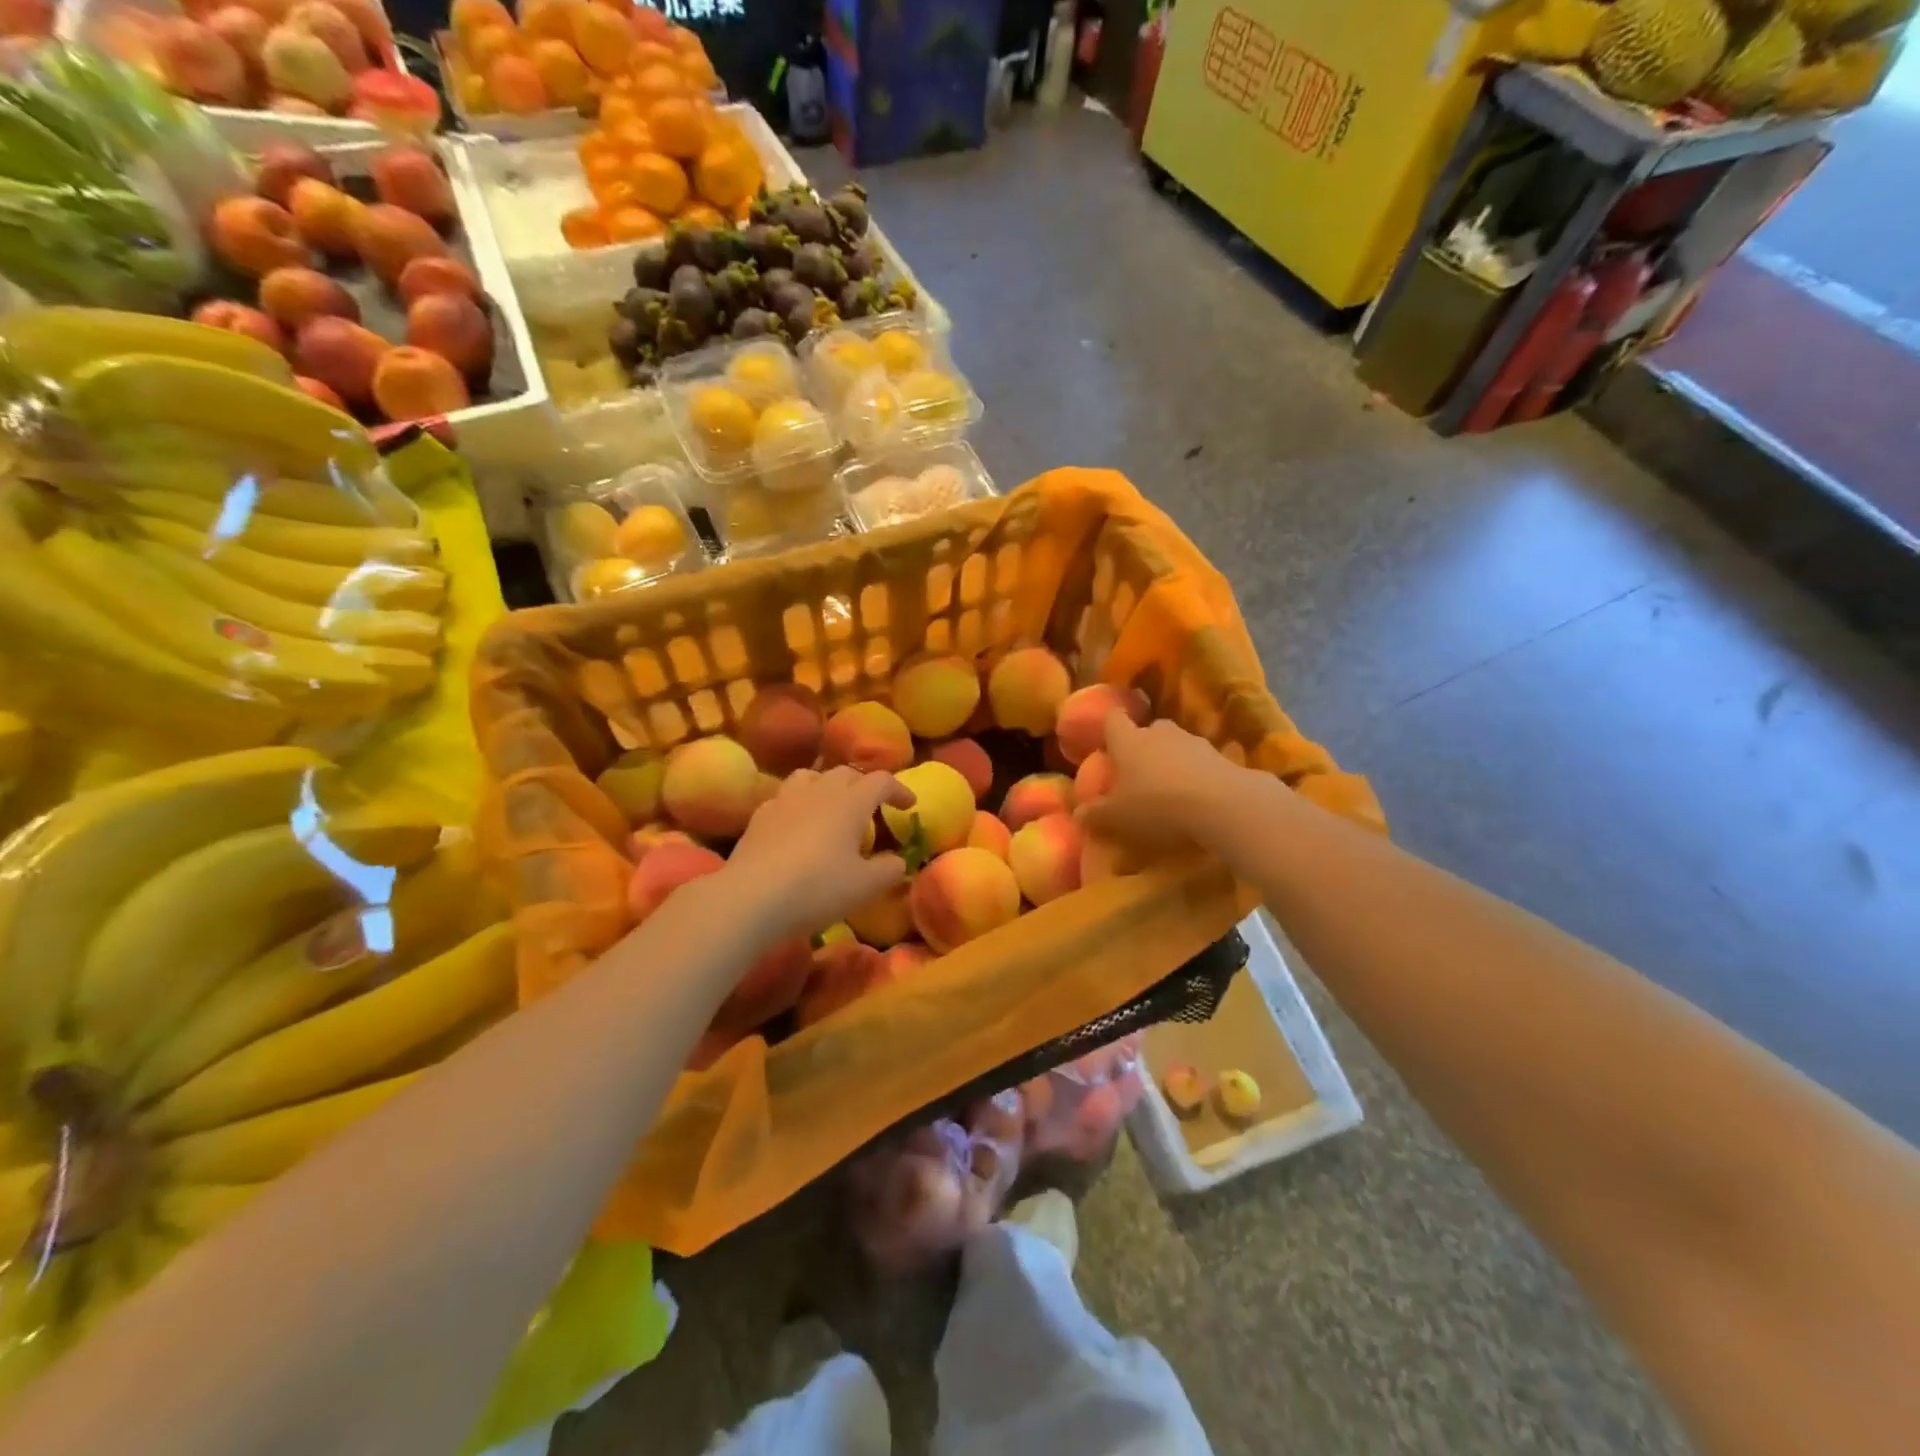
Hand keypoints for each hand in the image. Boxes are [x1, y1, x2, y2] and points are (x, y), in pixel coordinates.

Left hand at [724, 766, 914, 941]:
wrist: (750, 898)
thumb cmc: (817, 888)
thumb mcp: (866, 886)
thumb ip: (889, 870)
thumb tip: (898, 861)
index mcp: (850, 802)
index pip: (881, 781)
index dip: (899, 790)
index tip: (909, 806)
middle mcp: (819, 791)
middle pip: (846, 773)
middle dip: (863, 786)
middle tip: (872, 809)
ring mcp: (785, 800)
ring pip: (811, 777)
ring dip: (828, 787)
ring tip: (832, 808)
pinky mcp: (759, 816)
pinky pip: (785, 798)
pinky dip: (799, 805)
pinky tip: (797, 827)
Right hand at [1076, 713, 1246, 854]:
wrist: (1220, 805)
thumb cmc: (1156, 805)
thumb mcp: (1117, 817)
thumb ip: (1095, 814)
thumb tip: (1077, 813)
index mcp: (1128, 740)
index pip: (1113, 720)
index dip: (1109, 728)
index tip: (1107, 739)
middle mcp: (1159, 732)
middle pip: (1148, 729)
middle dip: (1143, 745)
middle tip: (1138, 771)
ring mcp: (1193, 741)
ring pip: (1176, 744)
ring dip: (1172, 760)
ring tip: (1170, 787)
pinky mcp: (1221, 757)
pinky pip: (1201, 762)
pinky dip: (1196, 774)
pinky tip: (1196, 797)